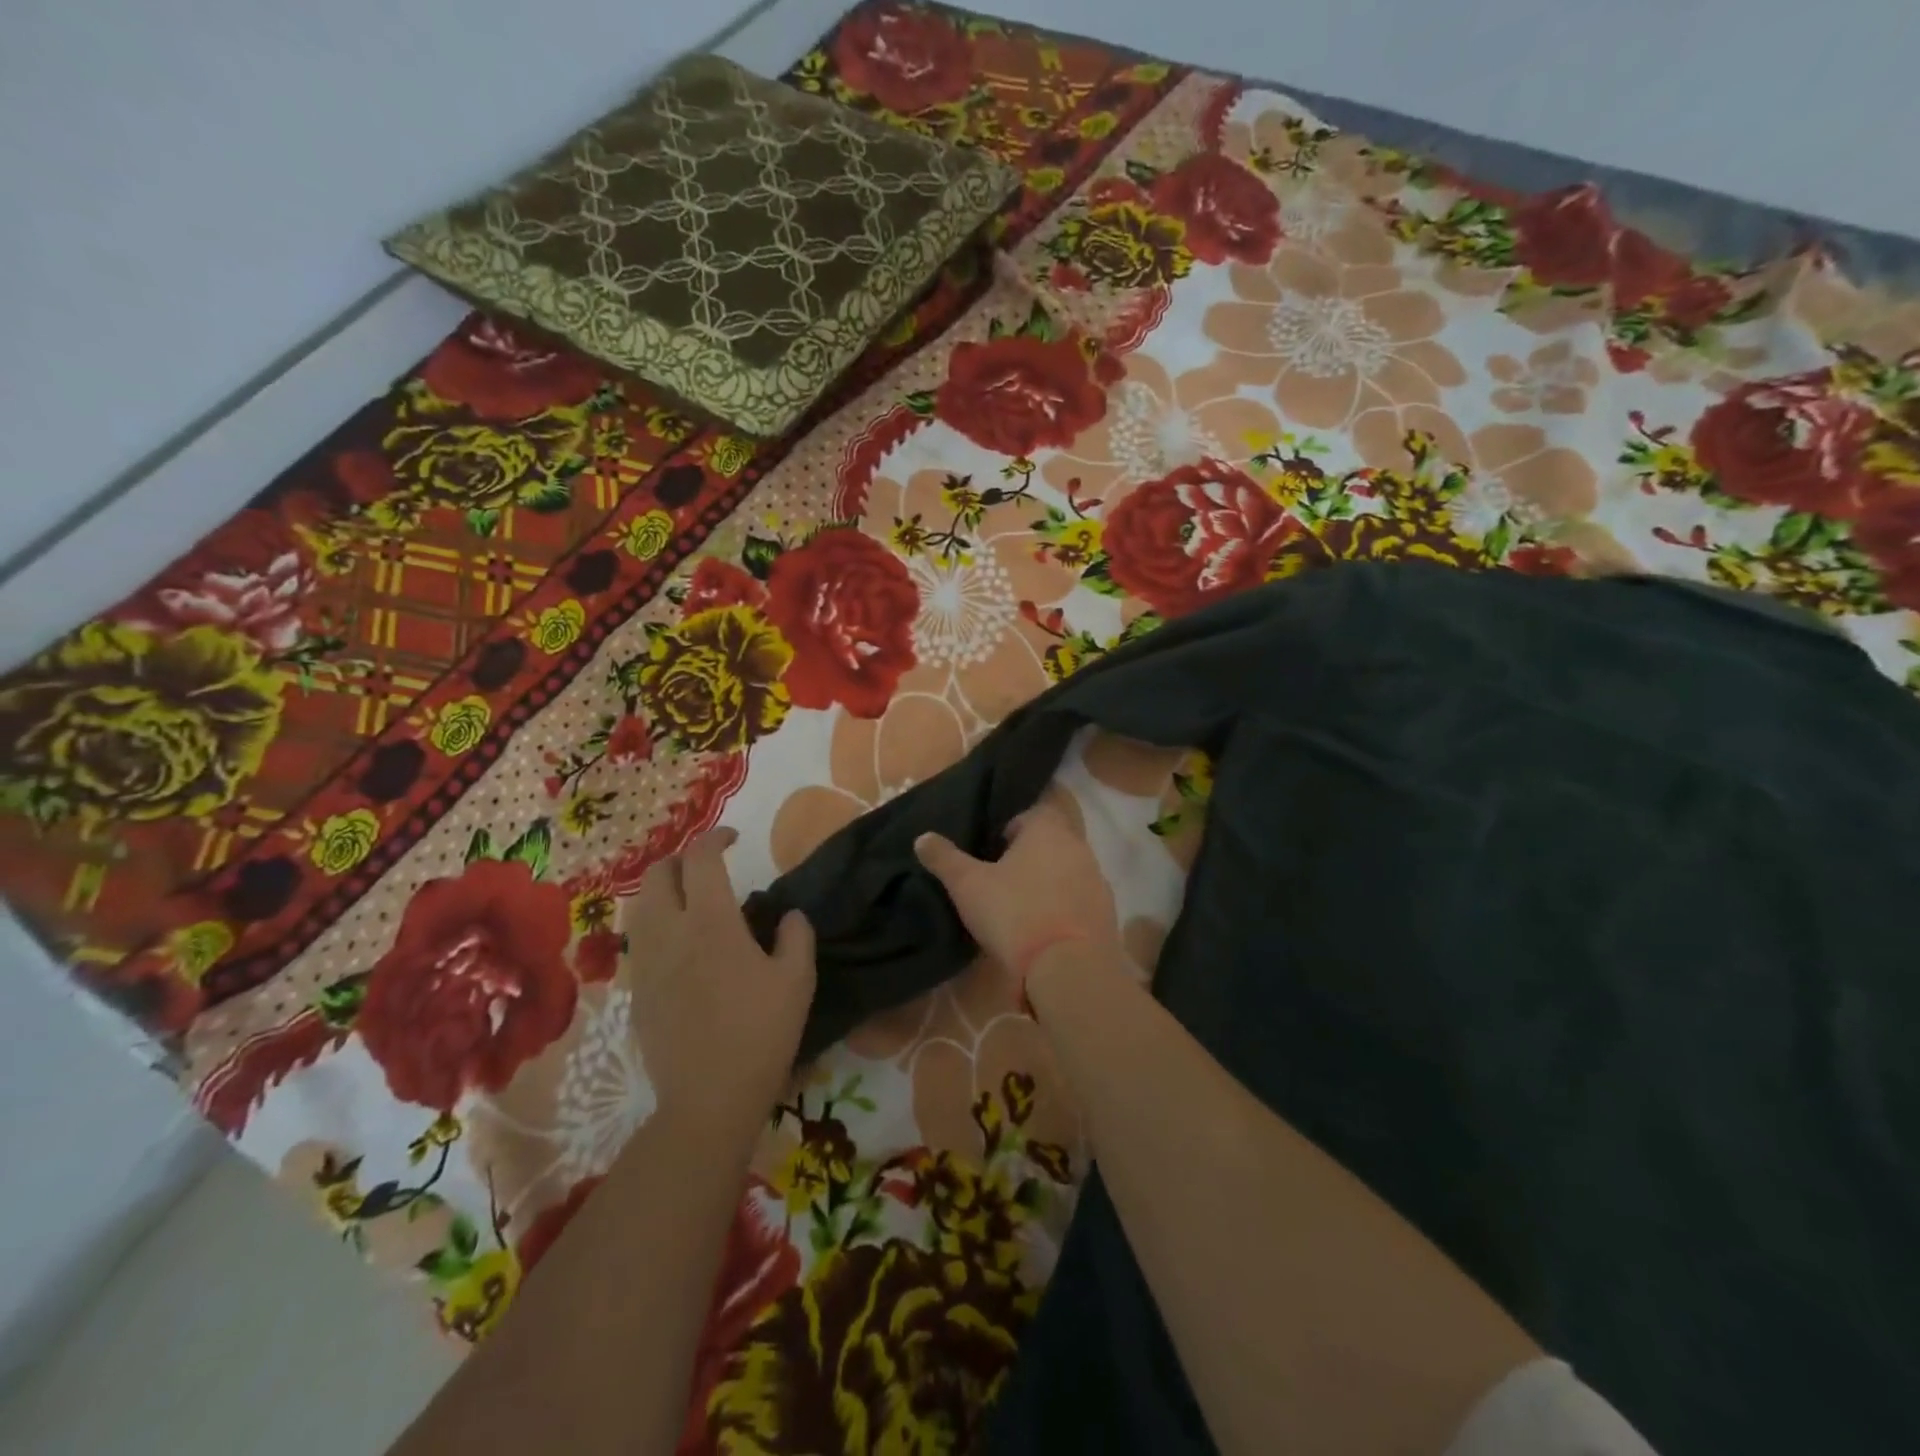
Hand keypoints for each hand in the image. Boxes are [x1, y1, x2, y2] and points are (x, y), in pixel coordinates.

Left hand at [623, 828, 814, 1127]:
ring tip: (693, 903)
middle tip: (710, 869)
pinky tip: (681, 946)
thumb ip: (796, 936)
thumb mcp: (798, 980)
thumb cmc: (761, 1033)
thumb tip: (788, 915)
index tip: (734, 838)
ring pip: (640, 905)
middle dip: (682, 859)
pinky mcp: (636, 990)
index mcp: (711, 922)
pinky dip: (656, 923)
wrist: (710, 1098)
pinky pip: (639, 939)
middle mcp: (670, 932)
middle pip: (657, 873)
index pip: (701, 858)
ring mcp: (646, 962)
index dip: (715, 837)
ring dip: (664, 890)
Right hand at [913, 799, 1122, 987]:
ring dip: (1048, 882)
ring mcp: (1098, 880)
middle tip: (1001, 879)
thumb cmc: (1015, 914)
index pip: (1032, 812)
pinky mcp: (1106, 913)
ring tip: (1021, 907)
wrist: (1068, 969)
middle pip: (1051, 841)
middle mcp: (1079, 846)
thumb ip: (945, 859)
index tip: (991, 851)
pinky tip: (1044, 930)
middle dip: (1029, 856)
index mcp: (1048, 830)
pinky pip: (1080, 900)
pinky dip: (1064, 907)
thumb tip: (922, 837)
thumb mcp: (968, 886)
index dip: (1010, 828)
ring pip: (1067, 870)